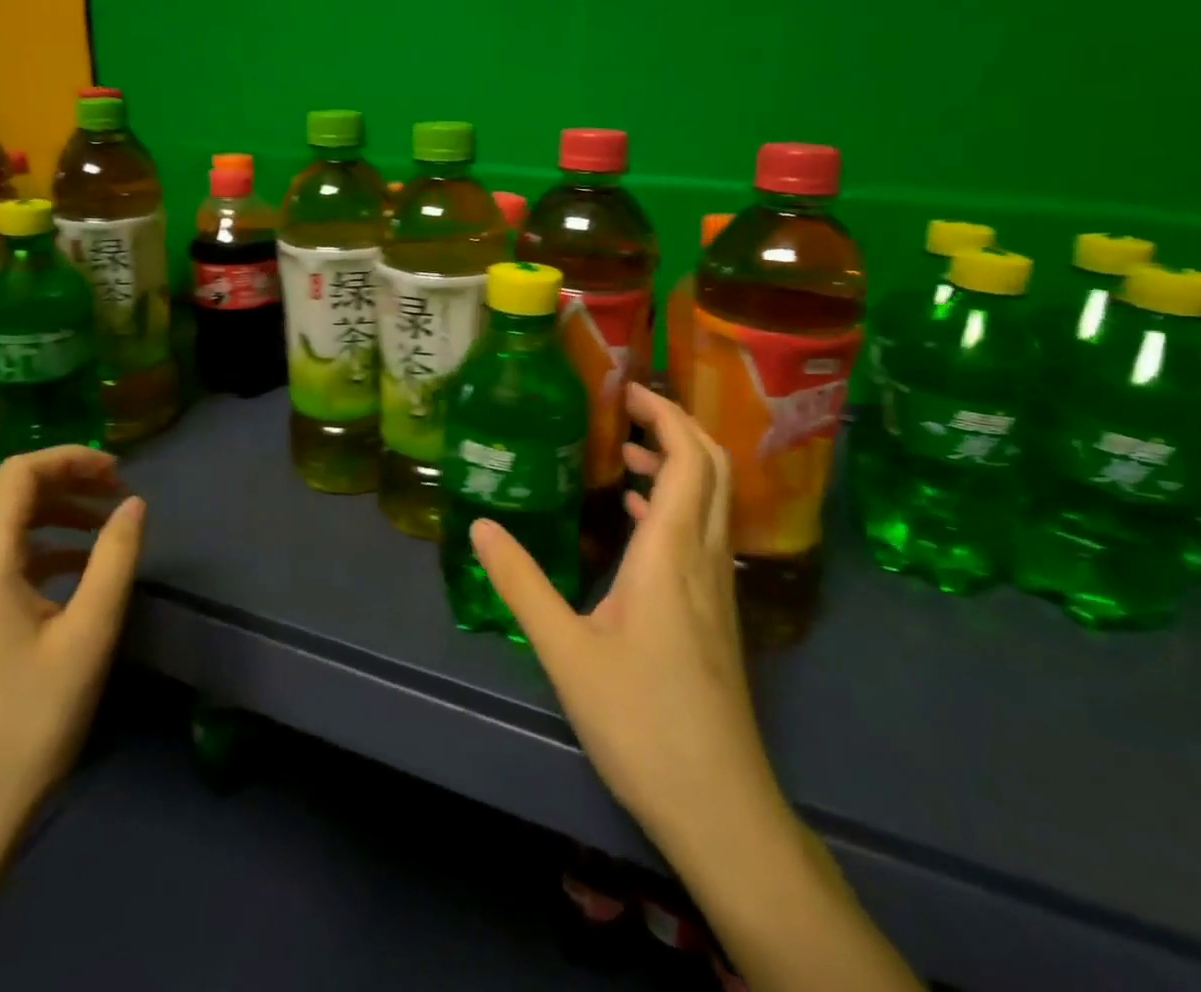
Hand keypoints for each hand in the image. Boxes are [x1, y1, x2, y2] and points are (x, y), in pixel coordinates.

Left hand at [0, 446, 145, 843]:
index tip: (120, 473)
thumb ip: (116, 557)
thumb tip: (134, 504)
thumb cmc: (31, 720)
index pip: (18, 474)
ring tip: (104, 526)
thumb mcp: (90, 633)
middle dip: (65, 480)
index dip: (71, 459)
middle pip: (5, 493)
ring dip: (53, 512)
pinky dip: (37, 546)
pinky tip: (75, 569)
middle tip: (118, 493)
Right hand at [472, 383, 780, 858]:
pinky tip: (635, 518)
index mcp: (670, 554)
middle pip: (712, 468)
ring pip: (711, 500)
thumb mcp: (566, 651)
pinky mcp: (716, 612)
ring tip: (624, 455)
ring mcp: (716, 586)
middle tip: (627, 411)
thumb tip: (481, 527)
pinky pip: (703, 532)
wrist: (719, 806)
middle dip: (676, 427)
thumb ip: (522, 585)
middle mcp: (703, 557)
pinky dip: (675, 504)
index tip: (628, 393)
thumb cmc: (640, 722)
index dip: (665, 416)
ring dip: (677, 464)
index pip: (687, 459)